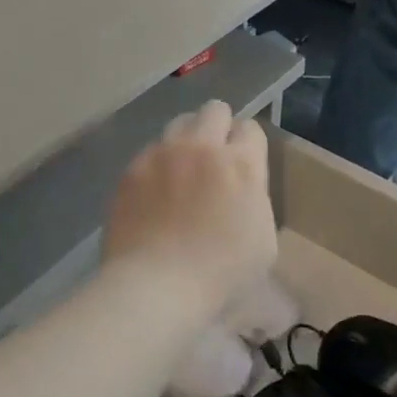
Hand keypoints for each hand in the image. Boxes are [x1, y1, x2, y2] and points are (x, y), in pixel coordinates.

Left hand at [104, 102, 277, 315]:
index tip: (242, 164)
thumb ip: (256, 201)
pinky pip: (150, 152)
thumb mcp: (264, 243)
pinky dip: (157, 164)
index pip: (250, 128)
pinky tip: (154, 193)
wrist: (157, 286)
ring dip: (186, 140)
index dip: (247, 144)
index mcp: (242, 164)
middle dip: (218, 127)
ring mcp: (163, 154)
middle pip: (214, 110)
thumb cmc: (221, 274)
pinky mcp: (133, 169)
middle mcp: (203, 147)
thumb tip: (243, 189)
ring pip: (178, 124)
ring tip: (182, 170)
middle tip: (214, 158)